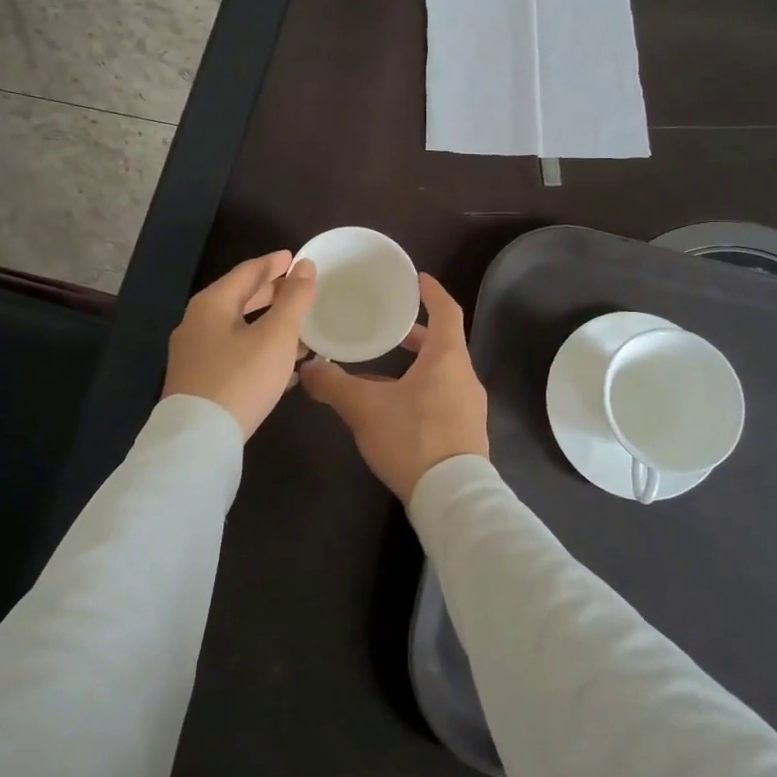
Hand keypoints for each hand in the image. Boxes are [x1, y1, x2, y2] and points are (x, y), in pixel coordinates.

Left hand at [162, 251, 317, 438]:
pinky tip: (283, 366)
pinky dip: (259, 350)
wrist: (198, 440)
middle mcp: (197, 323)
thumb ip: (294, 299)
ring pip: (239, 329)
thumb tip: (305, 266)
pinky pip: (235, 354)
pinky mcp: (199, 381)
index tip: (295, 258)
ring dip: (269, 325)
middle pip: (240, 299)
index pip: (247, 272)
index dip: (274, 263)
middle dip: (272, 294)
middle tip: (298, 289)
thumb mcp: (276, 336)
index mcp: (212, 304)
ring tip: (300, 329)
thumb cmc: (241, 378)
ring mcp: (195, 354)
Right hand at [300, 274, 488, 502]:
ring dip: (416, 366)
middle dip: (415, 334)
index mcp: (447, 358)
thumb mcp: (365, 409)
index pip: (446, 311)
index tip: (418, 279)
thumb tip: (307, 368)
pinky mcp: (466, 432)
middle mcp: (464, 376)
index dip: (432, 292)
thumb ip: (333, 385)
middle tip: (388, 328)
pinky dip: (421, 390)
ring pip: (442, 373)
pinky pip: (443, 397)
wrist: (452, 498)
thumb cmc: (412, 438)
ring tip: (382, 370)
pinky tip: (394, 408)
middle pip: (443, 344)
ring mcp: (469, 406)